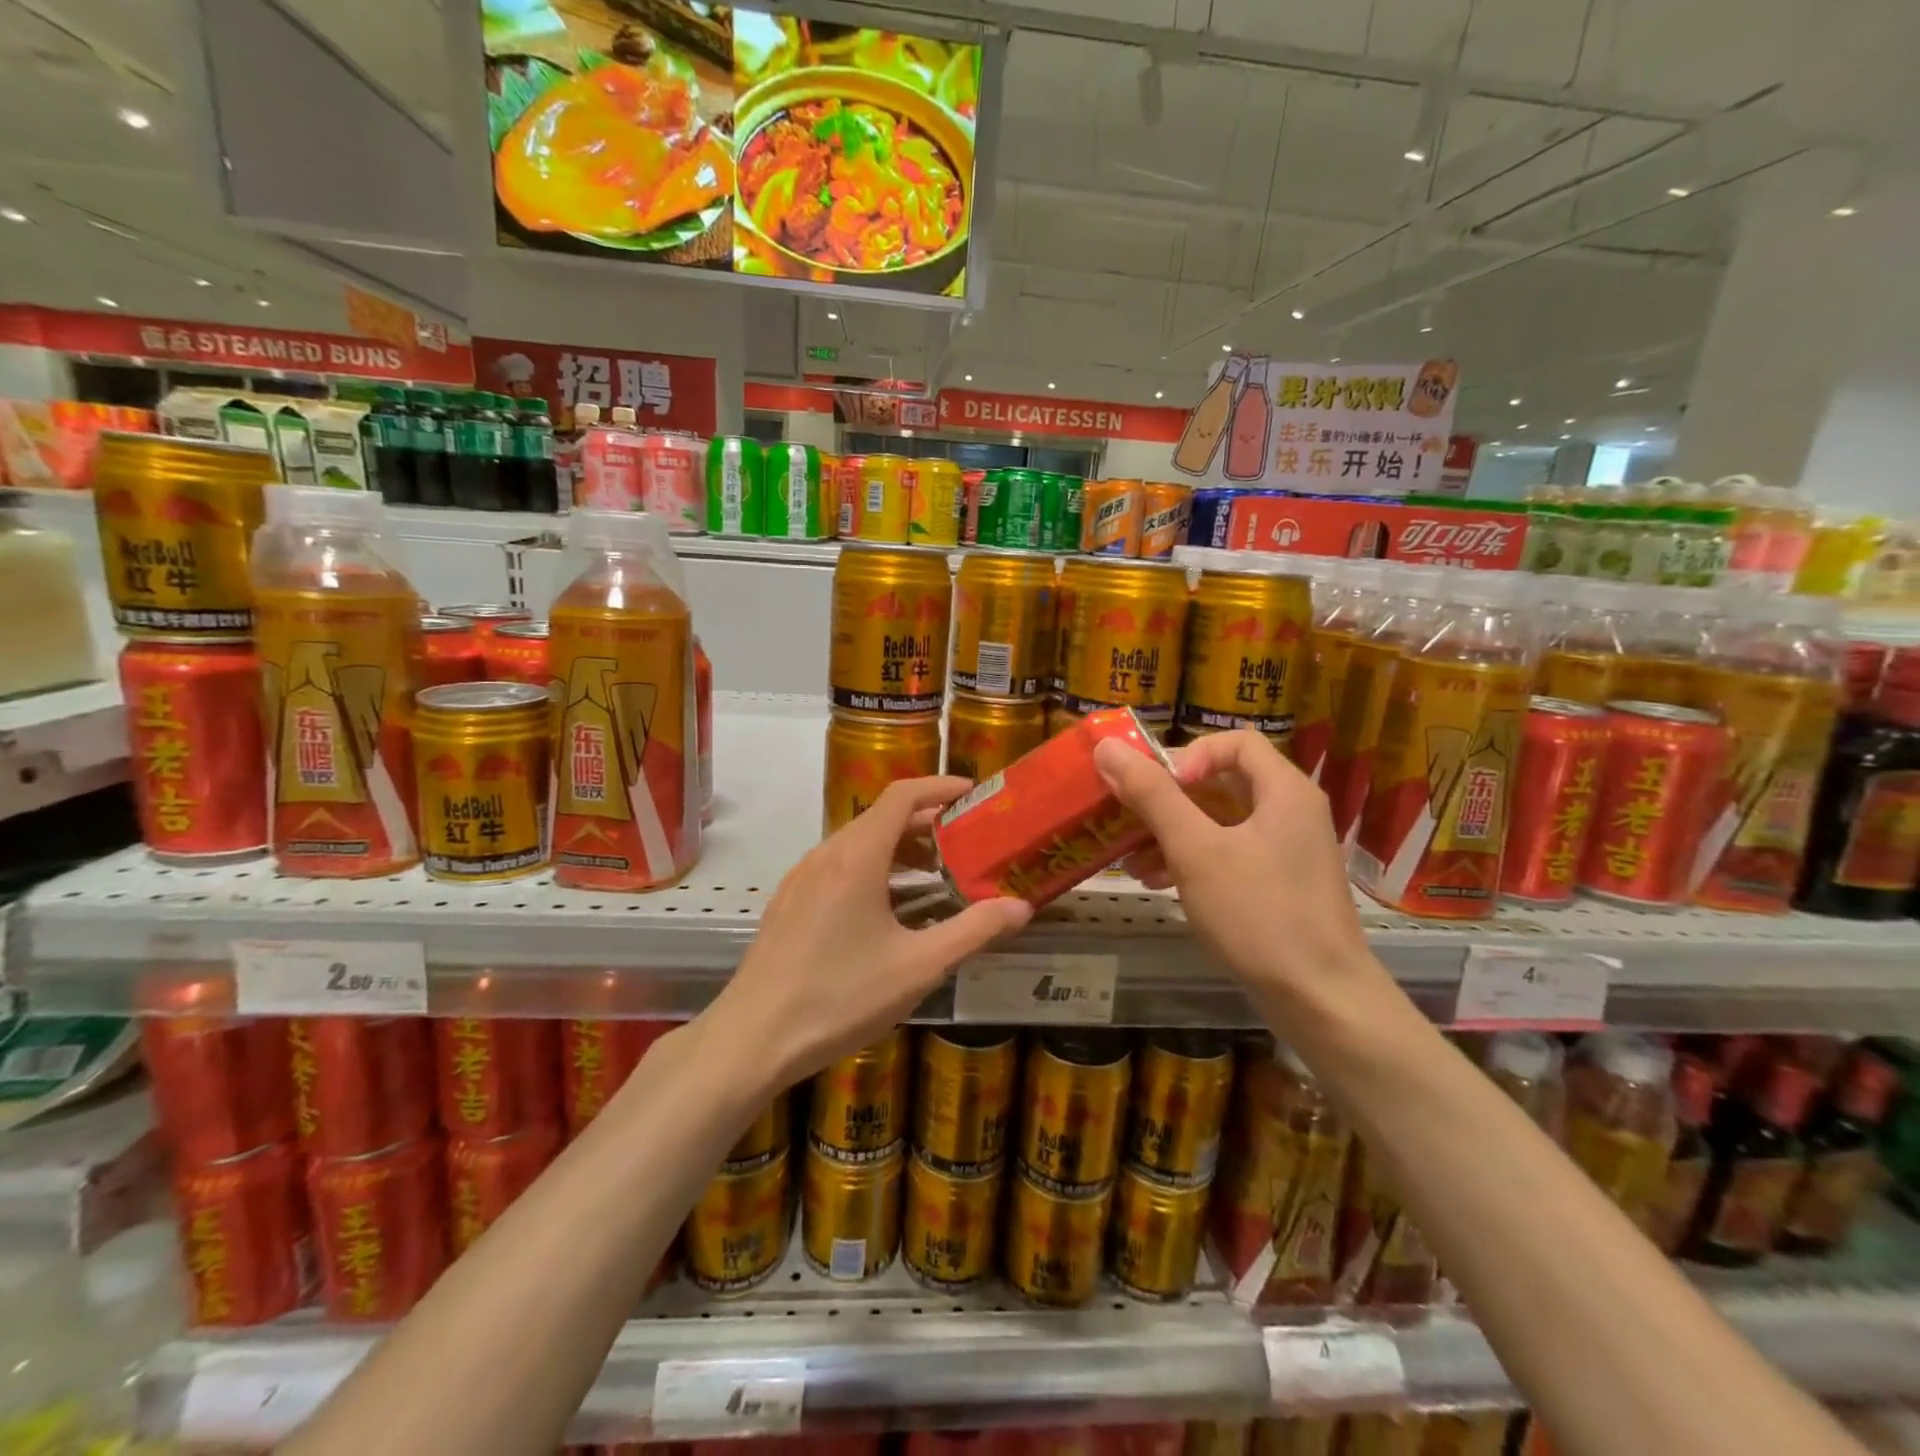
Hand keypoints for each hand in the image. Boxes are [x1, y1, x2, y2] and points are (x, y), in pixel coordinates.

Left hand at [711, 776, 1031, 1089]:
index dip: (940, 786)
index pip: (902, 795)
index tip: (974, 794)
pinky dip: (873, 870)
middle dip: (927, 823)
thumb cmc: (839, 997)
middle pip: (881, 818)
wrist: (751, 1039)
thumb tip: (1022, 907)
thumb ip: (974, 931)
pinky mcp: (789, 904)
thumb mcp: (918, 967)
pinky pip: (838, 868)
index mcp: (857, 857)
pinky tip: (889, 910)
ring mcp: (801, 879)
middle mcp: (826, 855)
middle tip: (968, 842)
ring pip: (858, 844)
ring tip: (936, 876)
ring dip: (900, 849)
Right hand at [1095, 730, 1384, 1014]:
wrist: (1321, 1000)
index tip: (1160, 787)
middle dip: (1169, 801)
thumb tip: (1108, 747)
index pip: (1235, 742)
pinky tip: (1157, 882)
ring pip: (1220, 822)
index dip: (1190, 754)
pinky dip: (1192, 860)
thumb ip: (1152, 795)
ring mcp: (1287, 851)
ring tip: (1132, 861)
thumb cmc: (1259, 914)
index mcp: (1284, 790)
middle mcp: (1290, 812)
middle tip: (1128, 819)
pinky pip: (1229, 854)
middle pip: (1222, 782)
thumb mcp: (1196, 850)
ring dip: (1172, 834)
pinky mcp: (1279, 884)